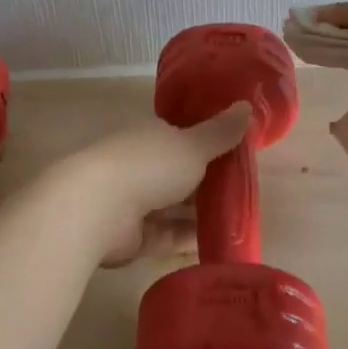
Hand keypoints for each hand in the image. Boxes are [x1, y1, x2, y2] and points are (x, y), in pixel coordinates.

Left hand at [58, 105, 252, 264]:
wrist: (98, 209)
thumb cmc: (148, 165)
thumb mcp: (193, 145)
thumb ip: (220, 132)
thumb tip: (247, 105)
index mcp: (152, 137)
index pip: (183, 137)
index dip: (210, 144)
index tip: (240, 155)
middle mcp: (141, 165)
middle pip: (181, 174)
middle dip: (209, 182)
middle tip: (249, 192)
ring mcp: (135, 202)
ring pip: (175, 207)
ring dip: (202, 213)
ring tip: (242, 221)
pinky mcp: (134, 237)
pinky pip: (169, 236)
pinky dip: (191, 238)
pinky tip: (221, 244)